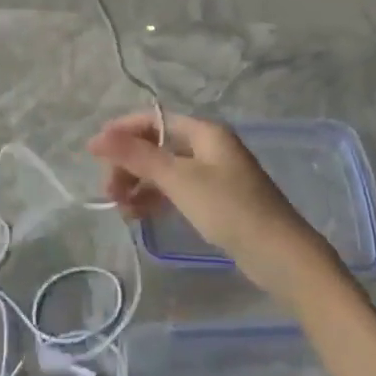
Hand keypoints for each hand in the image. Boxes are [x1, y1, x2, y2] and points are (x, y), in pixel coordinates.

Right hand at [88, 112, 339, 302]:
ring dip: (139, 185)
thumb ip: (137, 156)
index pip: (153, 120)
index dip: (122, 133)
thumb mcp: (179, 180)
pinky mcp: (217, 200)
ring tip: (122, 210)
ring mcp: (214, 174)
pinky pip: (177, 190)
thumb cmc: (229, 208)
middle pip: (157, 145)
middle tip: (109, 192)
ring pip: (165, 171)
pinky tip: (141, 215)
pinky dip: (156, 199)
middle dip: (129, 164)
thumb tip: (96, 137)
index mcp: (204, 131)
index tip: (94, 155)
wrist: (281, 255)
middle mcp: (209, 146)